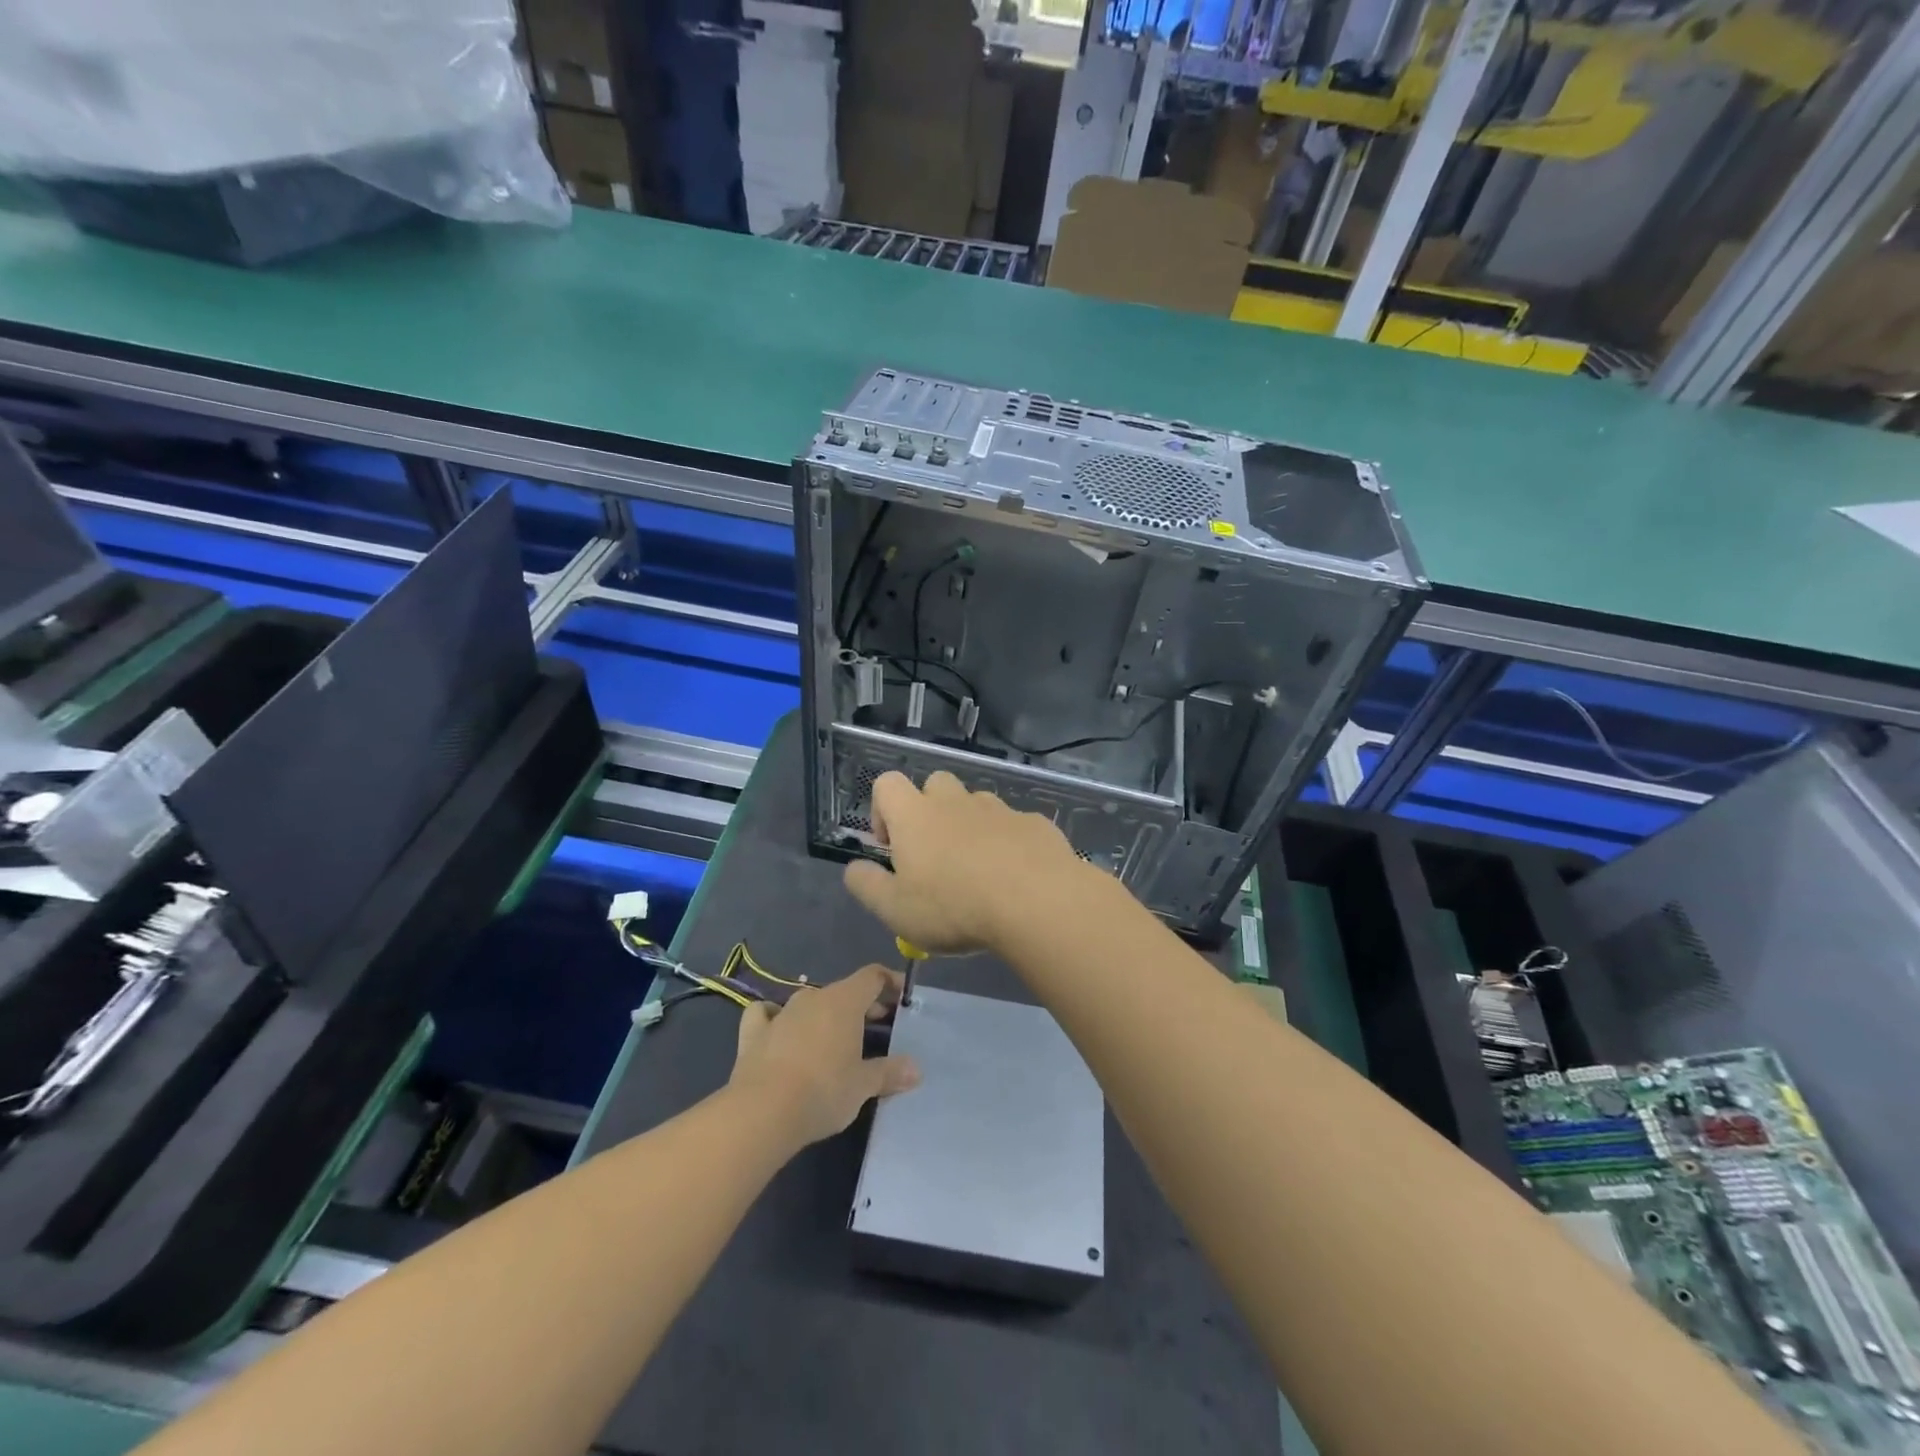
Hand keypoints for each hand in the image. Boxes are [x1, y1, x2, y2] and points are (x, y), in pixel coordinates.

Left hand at [728, 965, 919, 1147]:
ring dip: (825, 1015)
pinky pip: (766, 1014)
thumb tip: (916, 1069)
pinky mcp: (753, 1033)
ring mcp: (781, 1013)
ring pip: (809, 1002)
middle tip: (879, 1026)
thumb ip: (890, 1072)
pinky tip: (778, 1030)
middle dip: (864, 1005)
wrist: (762, 1112)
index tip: (903, 998)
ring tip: (835, 1038)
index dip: (890, 983)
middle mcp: (813, 997)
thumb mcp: (863, 1086)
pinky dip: (775, 1018)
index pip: (873, 977)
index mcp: (844, 1001)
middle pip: (844, 991)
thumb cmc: (824, 1091)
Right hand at [842, 770, 1087, 954]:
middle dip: (930, 811)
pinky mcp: (1034, 823)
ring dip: (970, 826)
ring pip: (976, 803)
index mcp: (915, 816)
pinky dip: (1008, 842)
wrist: (1036, 901)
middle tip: (935, 857)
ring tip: (978, 871)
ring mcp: (999, 808)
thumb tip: (854, 868)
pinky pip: (1014, 825)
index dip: (882, 809)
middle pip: (935, 784)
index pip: (887, 783)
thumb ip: (865, 885)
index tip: (891, 847)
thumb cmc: (954, 906)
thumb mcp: (894, 910)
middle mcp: (955, 801)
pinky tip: (1016, 877)